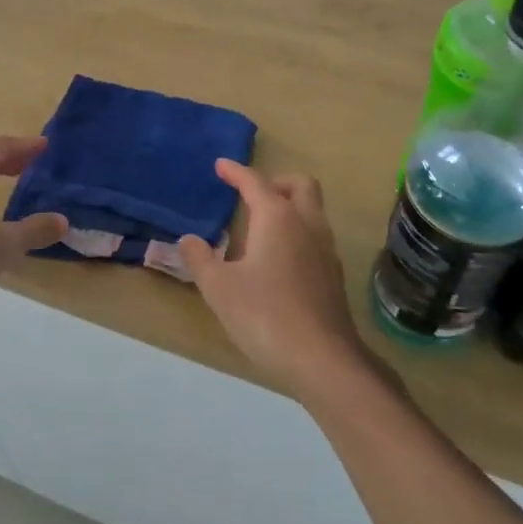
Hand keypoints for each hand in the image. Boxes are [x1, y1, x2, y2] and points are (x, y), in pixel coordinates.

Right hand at [179, 161, 378, 403]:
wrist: (322, 359)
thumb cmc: (265, 315)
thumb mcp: (219, 288)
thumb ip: (200, 259)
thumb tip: (189, 240)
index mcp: (278, 218)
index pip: (255, 182)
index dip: (236, 172)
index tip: (220, 165)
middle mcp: (307, 224)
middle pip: (299, 185)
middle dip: (275, 182)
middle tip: (251, 196)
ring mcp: (326, 249)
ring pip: (312, 210)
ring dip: (289, 207)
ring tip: (260, 229)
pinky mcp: (333, 274)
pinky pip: (315, 236)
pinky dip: (297, 233)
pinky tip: (278, 261)